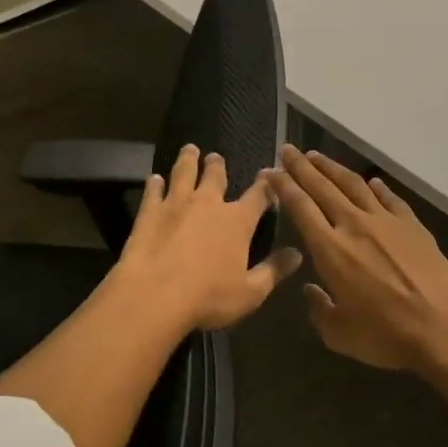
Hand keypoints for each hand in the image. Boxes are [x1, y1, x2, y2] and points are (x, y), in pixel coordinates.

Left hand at [115, 144, 302, 330]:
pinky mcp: (150, 211)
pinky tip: (154, 178)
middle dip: (218, 165)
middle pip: (216, 176)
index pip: (258, 195)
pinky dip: (155, 183)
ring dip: (188, 160)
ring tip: (189, 150)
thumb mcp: (251, 292)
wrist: (155, 294)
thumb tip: (297, 254)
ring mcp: (176, 203)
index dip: (266, 185)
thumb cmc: (209, 297)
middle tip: (216, 157)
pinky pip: (153, 191)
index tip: (268, 175)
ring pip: (184, 173)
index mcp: (238, 221)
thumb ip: (274, 270)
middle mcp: (208, 203)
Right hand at [265, 146, 447, 372]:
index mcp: (330, 249)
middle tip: (288, 150)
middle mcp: (354, 225)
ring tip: (317, 156)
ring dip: (332, 168)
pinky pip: (389, 199)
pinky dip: (376, 187)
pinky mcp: (412, 225)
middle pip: (323, 187)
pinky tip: (370, 181)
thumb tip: (311, 290)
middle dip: (302, 167)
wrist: (442, 327)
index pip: (300, 207)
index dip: (283, 186)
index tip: (270, 171)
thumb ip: (318, 309)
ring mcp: (386, 221)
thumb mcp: (338, 333)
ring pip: (353, 185)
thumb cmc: (385, 335)